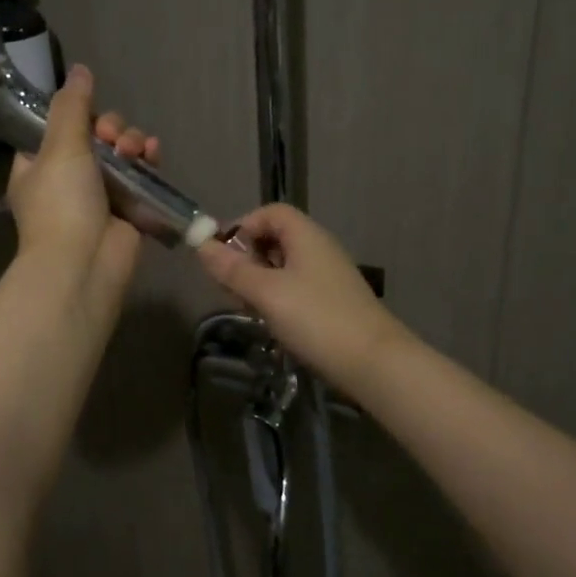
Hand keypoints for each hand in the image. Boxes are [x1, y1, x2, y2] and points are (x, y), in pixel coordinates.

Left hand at [6, 64, 160, 312]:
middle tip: (111, 137)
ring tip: (134, 150)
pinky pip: (141, 175)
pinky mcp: (128, 208)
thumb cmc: (62, 202)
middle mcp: (67, 179)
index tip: (87, 112)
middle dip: (110, 129)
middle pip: (94, 136)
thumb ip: (72, 105)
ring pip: (120, 153)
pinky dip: (148, 161)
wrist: (85, 263)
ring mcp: (99, 195)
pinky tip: (154, 154)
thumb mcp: (59, 146)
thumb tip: (80, 69)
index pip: (56, 128)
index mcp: (38, 166)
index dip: (75, 115)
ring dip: (131, 142)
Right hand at [196, 203, 407, 392]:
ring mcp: (328, 277)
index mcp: (306, 236)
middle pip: (275, 238)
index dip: (242, 227)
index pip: (270, 213)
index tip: (222, 256)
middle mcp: (319, 249)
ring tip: (249, 308)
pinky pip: (296, 288)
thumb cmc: (316, 319)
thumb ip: (232, 269)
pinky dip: (278, 298)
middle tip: (231, 288)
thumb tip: (201, 245)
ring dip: (260, 282)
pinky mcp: (332, 303)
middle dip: (247, 258)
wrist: (374, 363)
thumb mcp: (266, 293)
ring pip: (284, 267)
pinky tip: (272, 322)